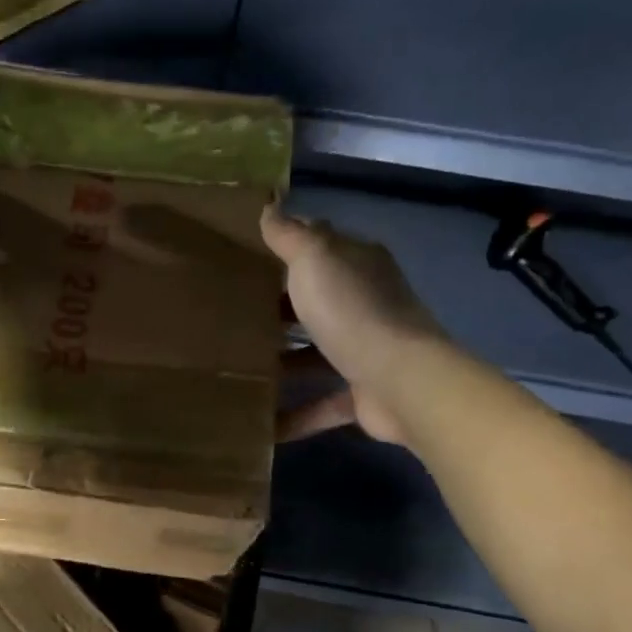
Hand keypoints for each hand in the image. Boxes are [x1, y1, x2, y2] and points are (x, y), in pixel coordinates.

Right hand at [262, 205, 442, 444]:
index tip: (244, 257)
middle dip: (280, 309)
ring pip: (319, 353)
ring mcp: (367, 351)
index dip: (286, 249)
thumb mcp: (314, 259)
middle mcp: (366, 304)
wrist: (400, 380)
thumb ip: (290, 234)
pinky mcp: (364, 394)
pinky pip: (323, 404)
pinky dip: (296, 415)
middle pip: (317, 302)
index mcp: (358, 266)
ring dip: (286, 361)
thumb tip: (271, 205)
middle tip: (231, 314)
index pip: (320, 247)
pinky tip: (264, 426)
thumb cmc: (352, 311)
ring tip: (239, 366)